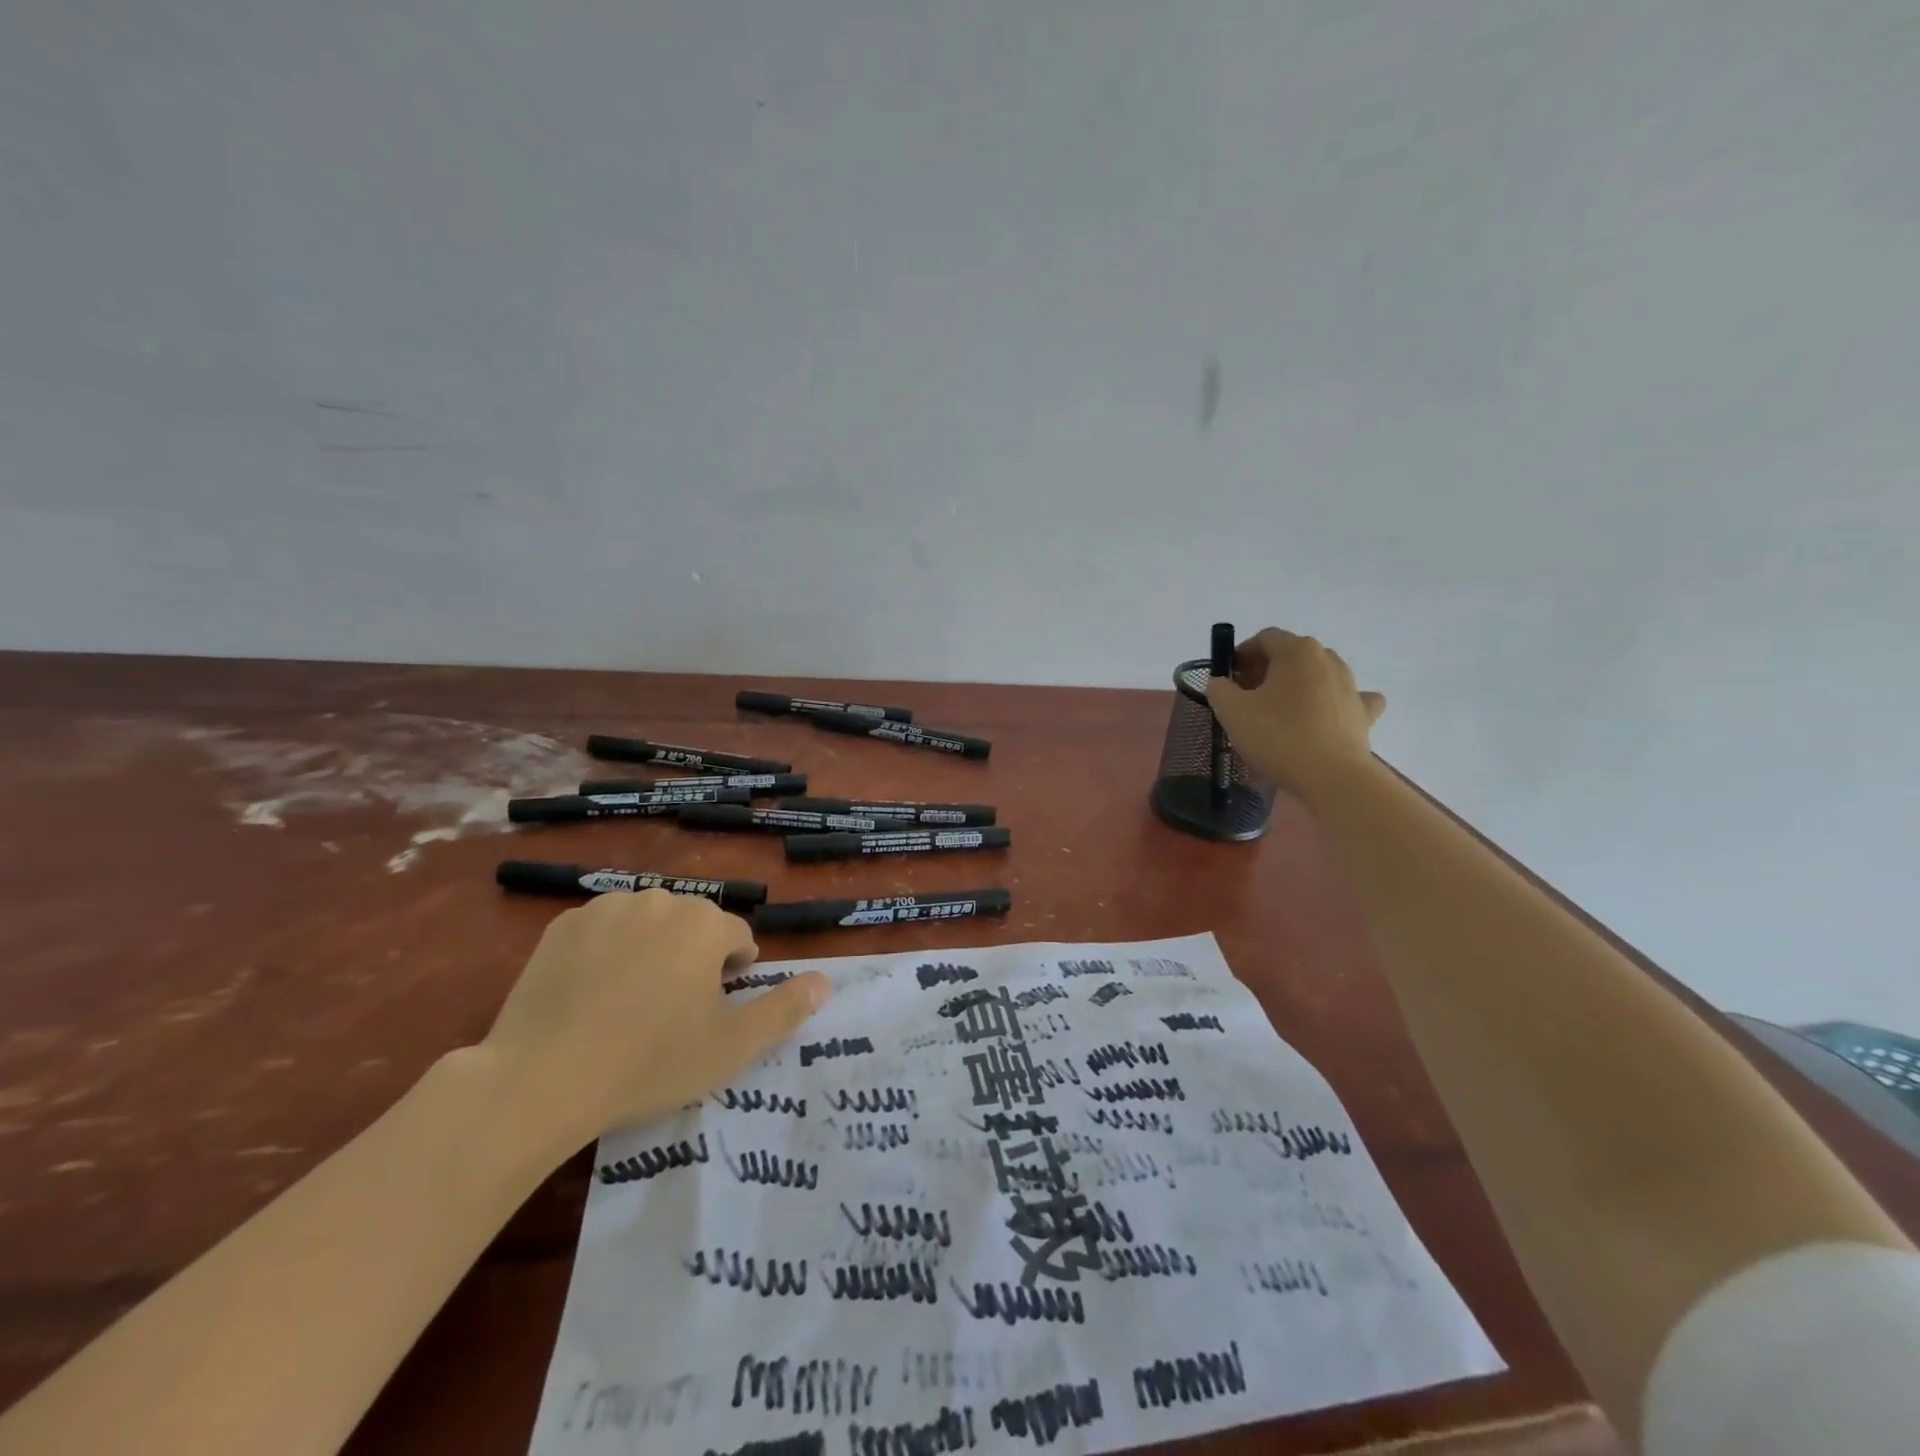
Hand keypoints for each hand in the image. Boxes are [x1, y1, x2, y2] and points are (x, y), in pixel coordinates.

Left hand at [479, 890, 829, 1150]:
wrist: (542, 1079)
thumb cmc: (650, 1062)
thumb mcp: (731, 1046)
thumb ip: (784, 1009)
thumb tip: (825, 982)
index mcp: (705, 923)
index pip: (736, 938)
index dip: (731, 975)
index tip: (712, 1013)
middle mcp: (661, 900)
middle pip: (692, 926)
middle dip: (691, 959)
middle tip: (670, 1013)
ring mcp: (606, 907)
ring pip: (647, 924)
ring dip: (650, 951)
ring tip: (628, 1005)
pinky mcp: (562, 925)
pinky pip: (602, 931)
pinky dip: (605, 952)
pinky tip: (589, 995)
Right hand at [1205, 627, 1386, 787]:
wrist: (1331, 777)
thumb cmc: (1277, 736)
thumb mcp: (1231, 711)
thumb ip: (1219, 689)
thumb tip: (1222, 683)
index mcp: (1297, 650)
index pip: (1264, 638)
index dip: (1242, 654)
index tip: (1228, 679)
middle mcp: (1328, 659)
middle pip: (1291, 655)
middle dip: (1267, 670)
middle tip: (1247, 697)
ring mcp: (1351, 685)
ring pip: (1318, 675)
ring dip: (1297, 686)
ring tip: (1279, 713)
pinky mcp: (1364, 713)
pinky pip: (1348, 698)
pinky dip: (1334, 703)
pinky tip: (1325, 716)